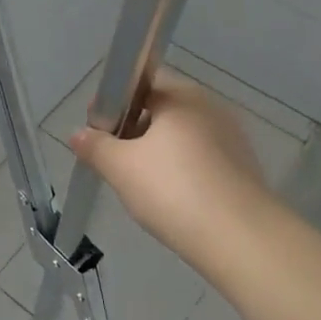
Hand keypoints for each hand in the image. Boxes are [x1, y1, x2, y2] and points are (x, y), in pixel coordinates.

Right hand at [68, 72, 271, 254]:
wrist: (240, 238)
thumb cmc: (173, 190)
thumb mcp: (121, 168)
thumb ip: (96, 146)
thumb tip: (78, 134)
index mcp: (181, 95)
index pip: (141, 81)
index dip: (114, 101)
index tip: (97, 126)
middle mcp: (209, 106)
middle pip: (162, 107)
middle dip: (134, 127)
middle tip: (113, 158)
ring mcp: (231, 136)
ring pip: (182, 134)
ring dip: (158, 150)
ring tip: (139, 183)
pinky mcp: (242, 166)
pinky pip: (202, 157)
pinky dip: (182, 169)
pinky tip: (171, 198)